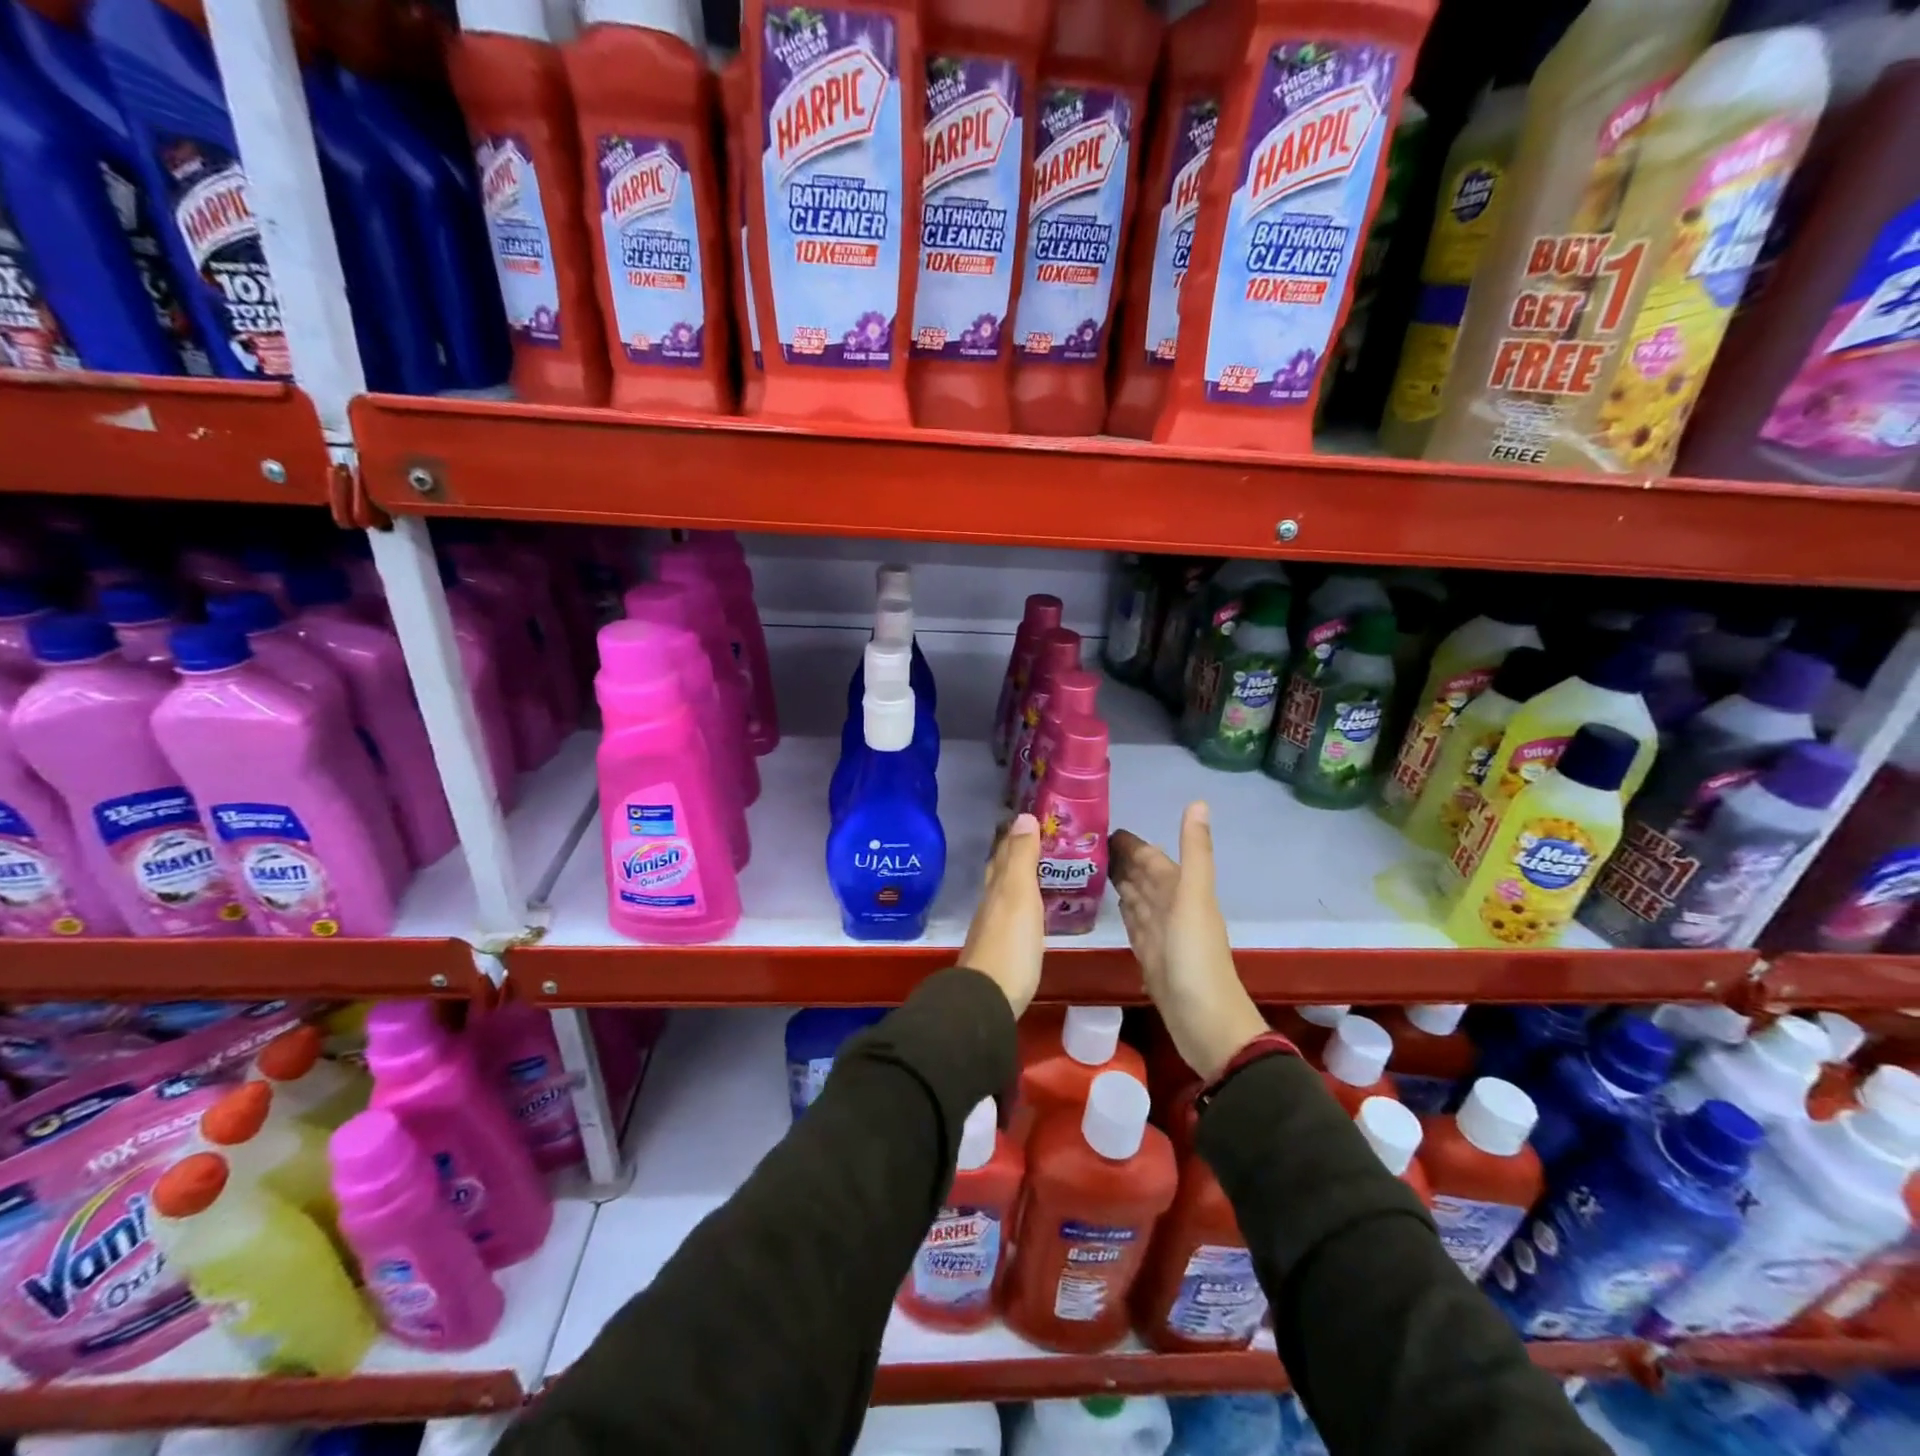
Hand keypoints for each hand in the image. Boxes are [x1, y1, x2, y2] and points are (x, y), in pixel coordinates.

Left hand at [960, 813, 1044, 1018]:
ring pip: (1006, 893)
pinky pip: (1013, 916)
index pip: (1004, 852)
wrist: (988, 998)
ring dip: (1021, 879)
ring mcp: (994, 928)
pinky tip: (1034, 911)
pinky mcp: (1002, 950)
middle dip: (1017, 854)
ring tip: (1044, 871)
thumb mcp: (1018, 894)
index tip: (1034, 819)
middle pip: (1001, 871)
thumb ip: (1021, 858)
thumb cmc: (1009, 943)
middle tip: (1042, 842)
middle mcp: (991, 903)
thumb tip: (1024, 816)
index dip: (1017, 835)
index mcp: (997, 886)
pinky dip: (1024, 905)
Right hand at [1110, 802, 1265, 1082]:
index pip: (1152, 858)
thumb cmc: (1196, 958)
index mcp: (1181, 890)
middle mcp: (1171, 907)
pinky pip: (1133, 923)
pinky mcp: (1149, 955)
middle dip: (1120, 859)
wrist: (1205, 1022)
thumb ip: (1195, 852)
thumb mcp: (1195, 898)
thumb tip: (1198, 801)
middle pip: (1143, 876)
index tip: (1099, 826)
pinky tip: (1111, 902)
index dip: (1131, 843)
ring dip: (1119, 881)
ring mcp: (1160, 933)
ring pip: (1137, 898)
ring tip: (1088, 866)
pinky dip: (1123, 909)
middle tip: (1082, 844)